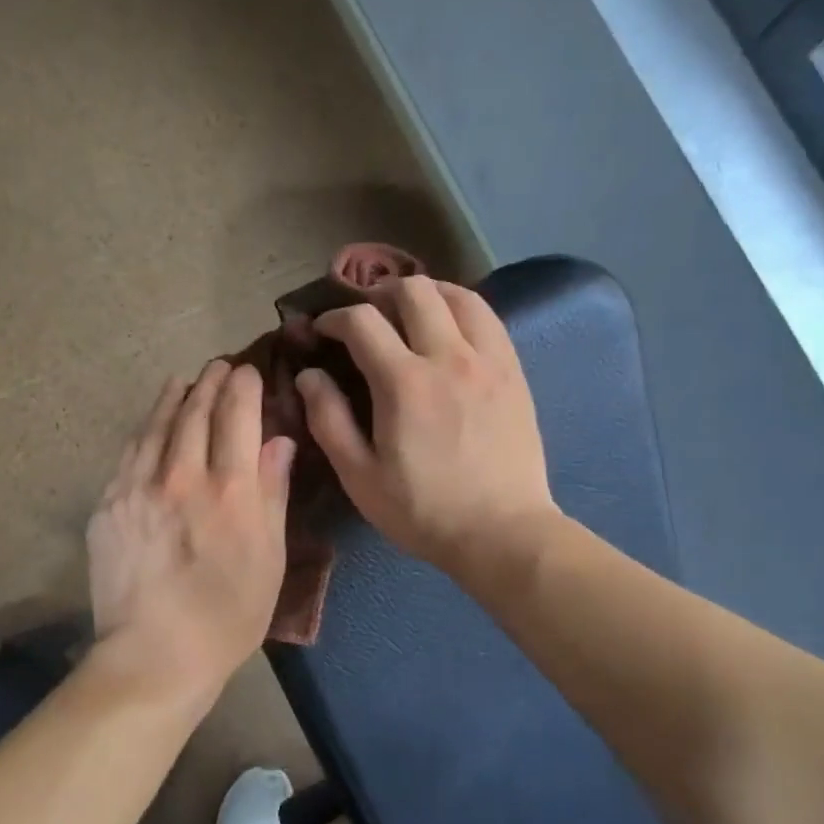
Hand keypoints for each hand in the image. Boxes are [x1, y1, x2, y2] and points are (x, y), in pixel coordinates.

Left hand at [88, 361, 296, 699]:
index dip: (244, 386)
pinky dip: (145, 430)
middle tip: (219, 366)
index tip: (248, 371)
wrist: (154, 655)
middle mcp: (182, 476)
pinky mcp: (109, 505)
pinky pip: (129, 453)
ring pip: (157, 425)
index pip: (238, 415)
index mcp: (231, 490)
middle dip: (210, 382)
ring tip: (183, 381)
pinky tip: (150, 424)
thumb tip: (279, 441)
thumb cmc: (228, 616)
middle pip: (196, 412)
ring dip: (174, 396)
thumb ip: (273, 493)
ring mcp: (138, 488)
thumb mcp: (270, 559)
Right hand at [296, 276, 556, 574]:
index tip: (322, 331)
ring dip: (426, 294)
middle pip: (412, 291)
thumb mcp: (360, 476)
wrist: (502, 533)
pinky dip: (462, 310)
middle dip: (379, 294)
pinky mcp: (514, 372)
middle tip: (366, 318)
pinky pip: (489, 318)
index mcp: (403, 383)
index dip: (334, 318)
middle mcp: (448, 357)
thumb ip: (328, 420)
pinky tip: (450, 331)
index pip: (361, 321)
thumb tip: (309, 375)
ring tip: (409, 315)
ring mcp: (488, 361)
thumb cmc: (423, 511)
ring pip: (458, 295)